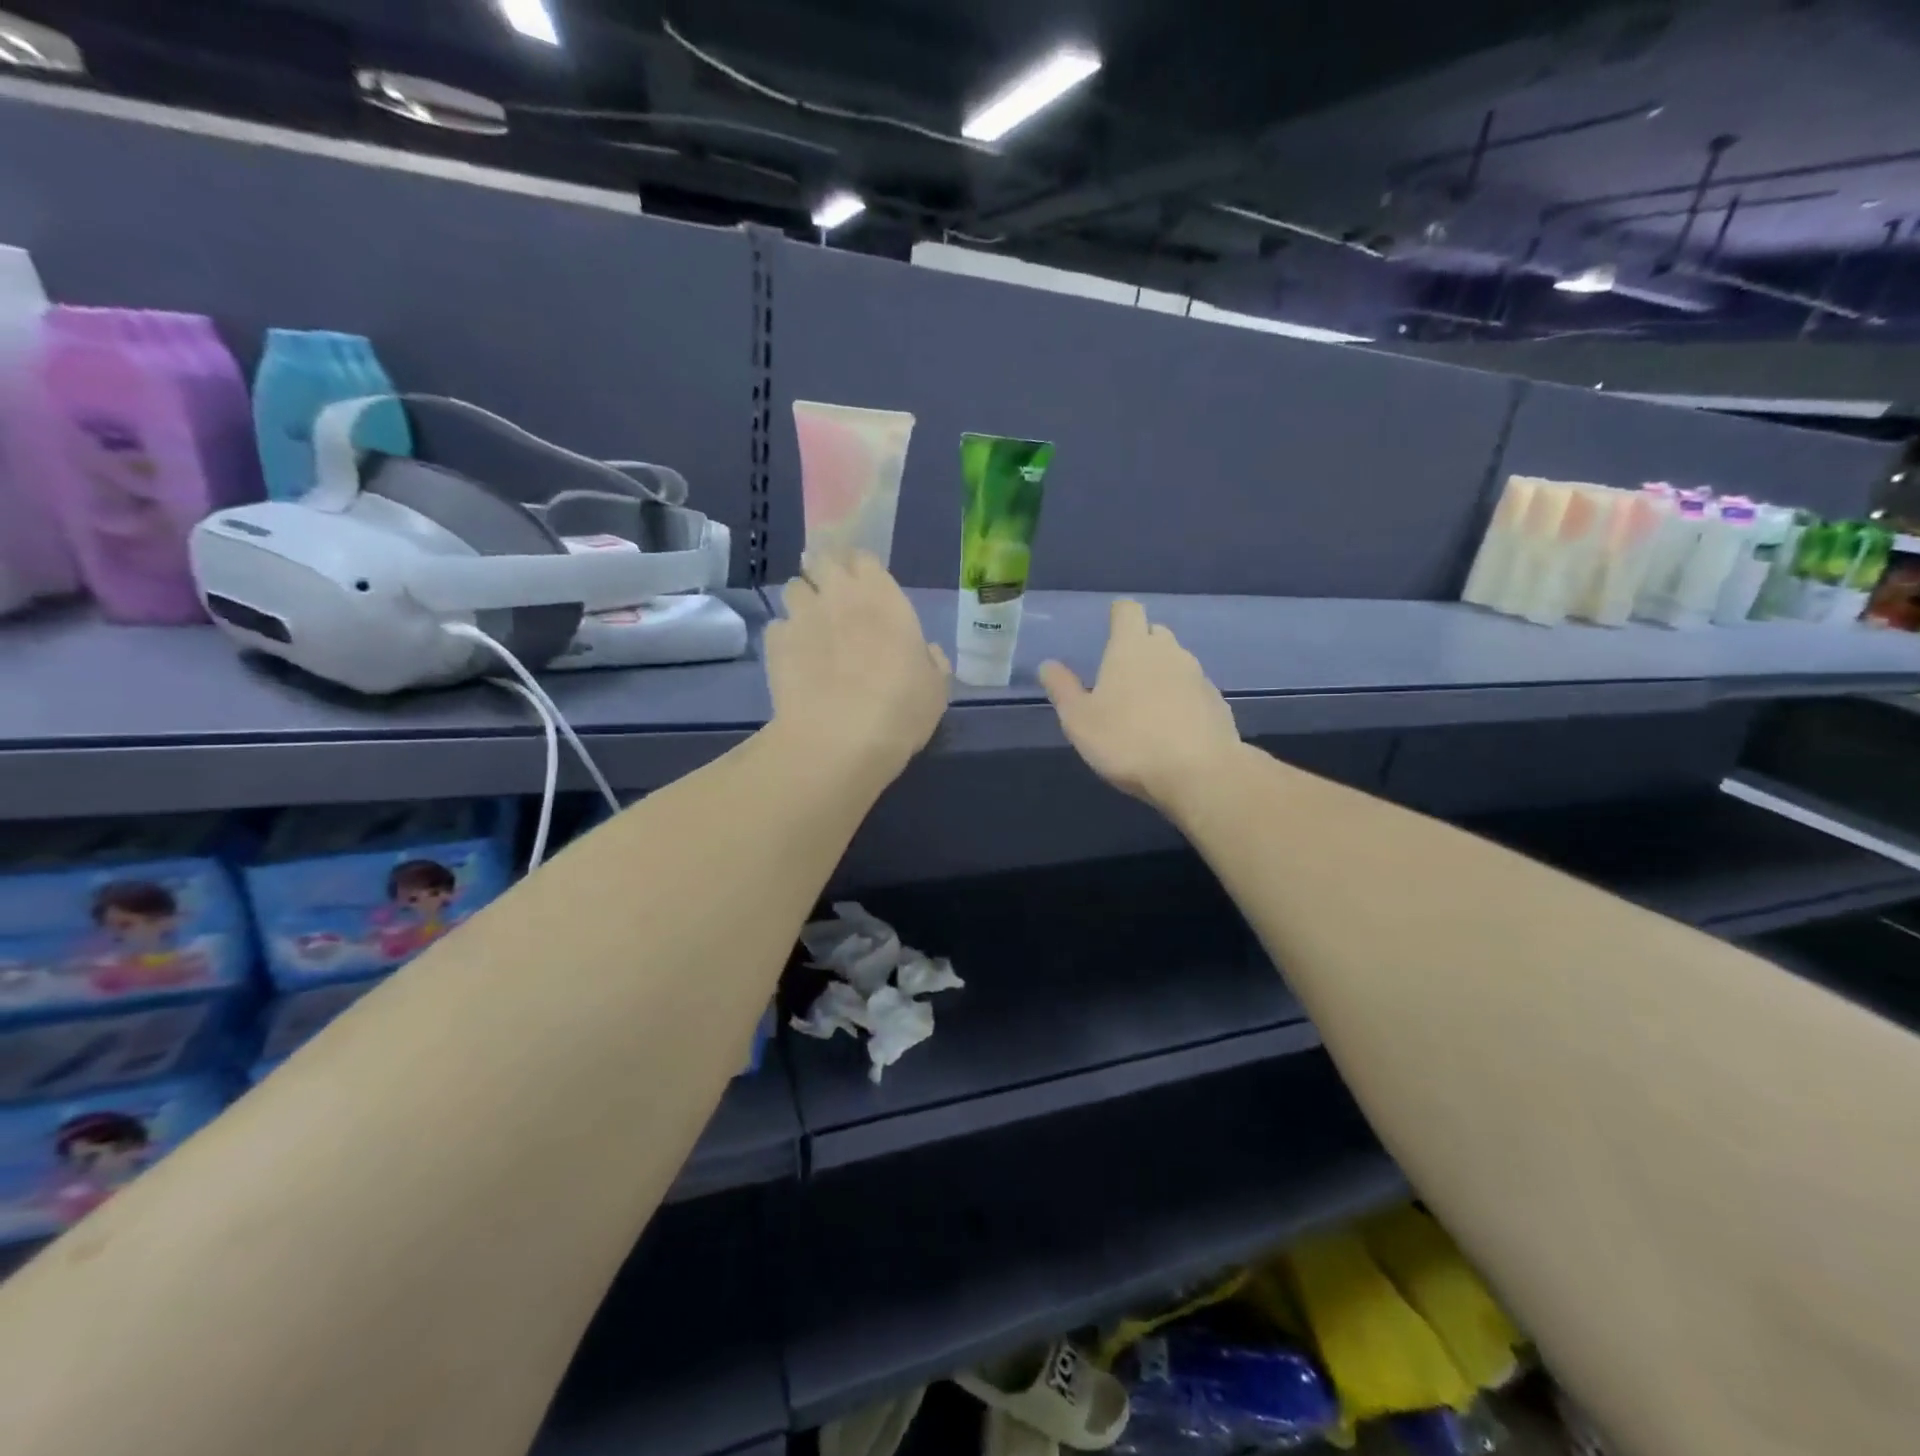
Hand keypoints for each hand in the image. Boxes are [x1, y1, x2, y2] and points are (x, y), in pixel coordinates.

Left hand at [765, 552, 950, 783]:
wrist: (839, 738)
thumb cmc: (900, 709)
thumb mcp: (935, 688)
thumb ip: (932, 661)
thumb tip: (926, 651)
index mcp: (882, 596)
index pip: (864, 558)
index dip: (862, 569)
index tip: (866, 586)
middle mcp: (838, 595)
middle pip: (822, 561)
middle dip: (825, 572)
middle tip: (833, 597)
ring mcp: (802, 616)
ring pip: (793, 588)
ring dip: (802, 601)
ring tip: (810, 627)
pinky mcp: (774, 643)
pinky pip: (777, 627)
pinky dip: (785, 637)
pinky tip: (794, 660)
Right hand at [1039, 599, 1241, 809]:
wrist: (1198, 773)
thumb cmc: (1127, 741)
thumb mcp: (1079, 720)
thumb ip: (1062, 689)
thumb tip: (1048, 665)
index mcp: (1131, 648)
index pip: (1127, 610)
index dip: (1117, 616)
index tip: (1109, 628)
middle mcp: (1168, 652)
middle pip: (1154, 633)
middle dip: (1140, 645)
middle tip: (1122, 675)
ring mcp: (1198, 676)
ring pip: (1177, 662)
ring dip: (1162, 674)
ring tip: (1146, 706)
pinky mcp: (1217, 703)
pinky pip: (1194, 690)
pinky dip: (1182, 699)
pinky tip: (1172, 728)